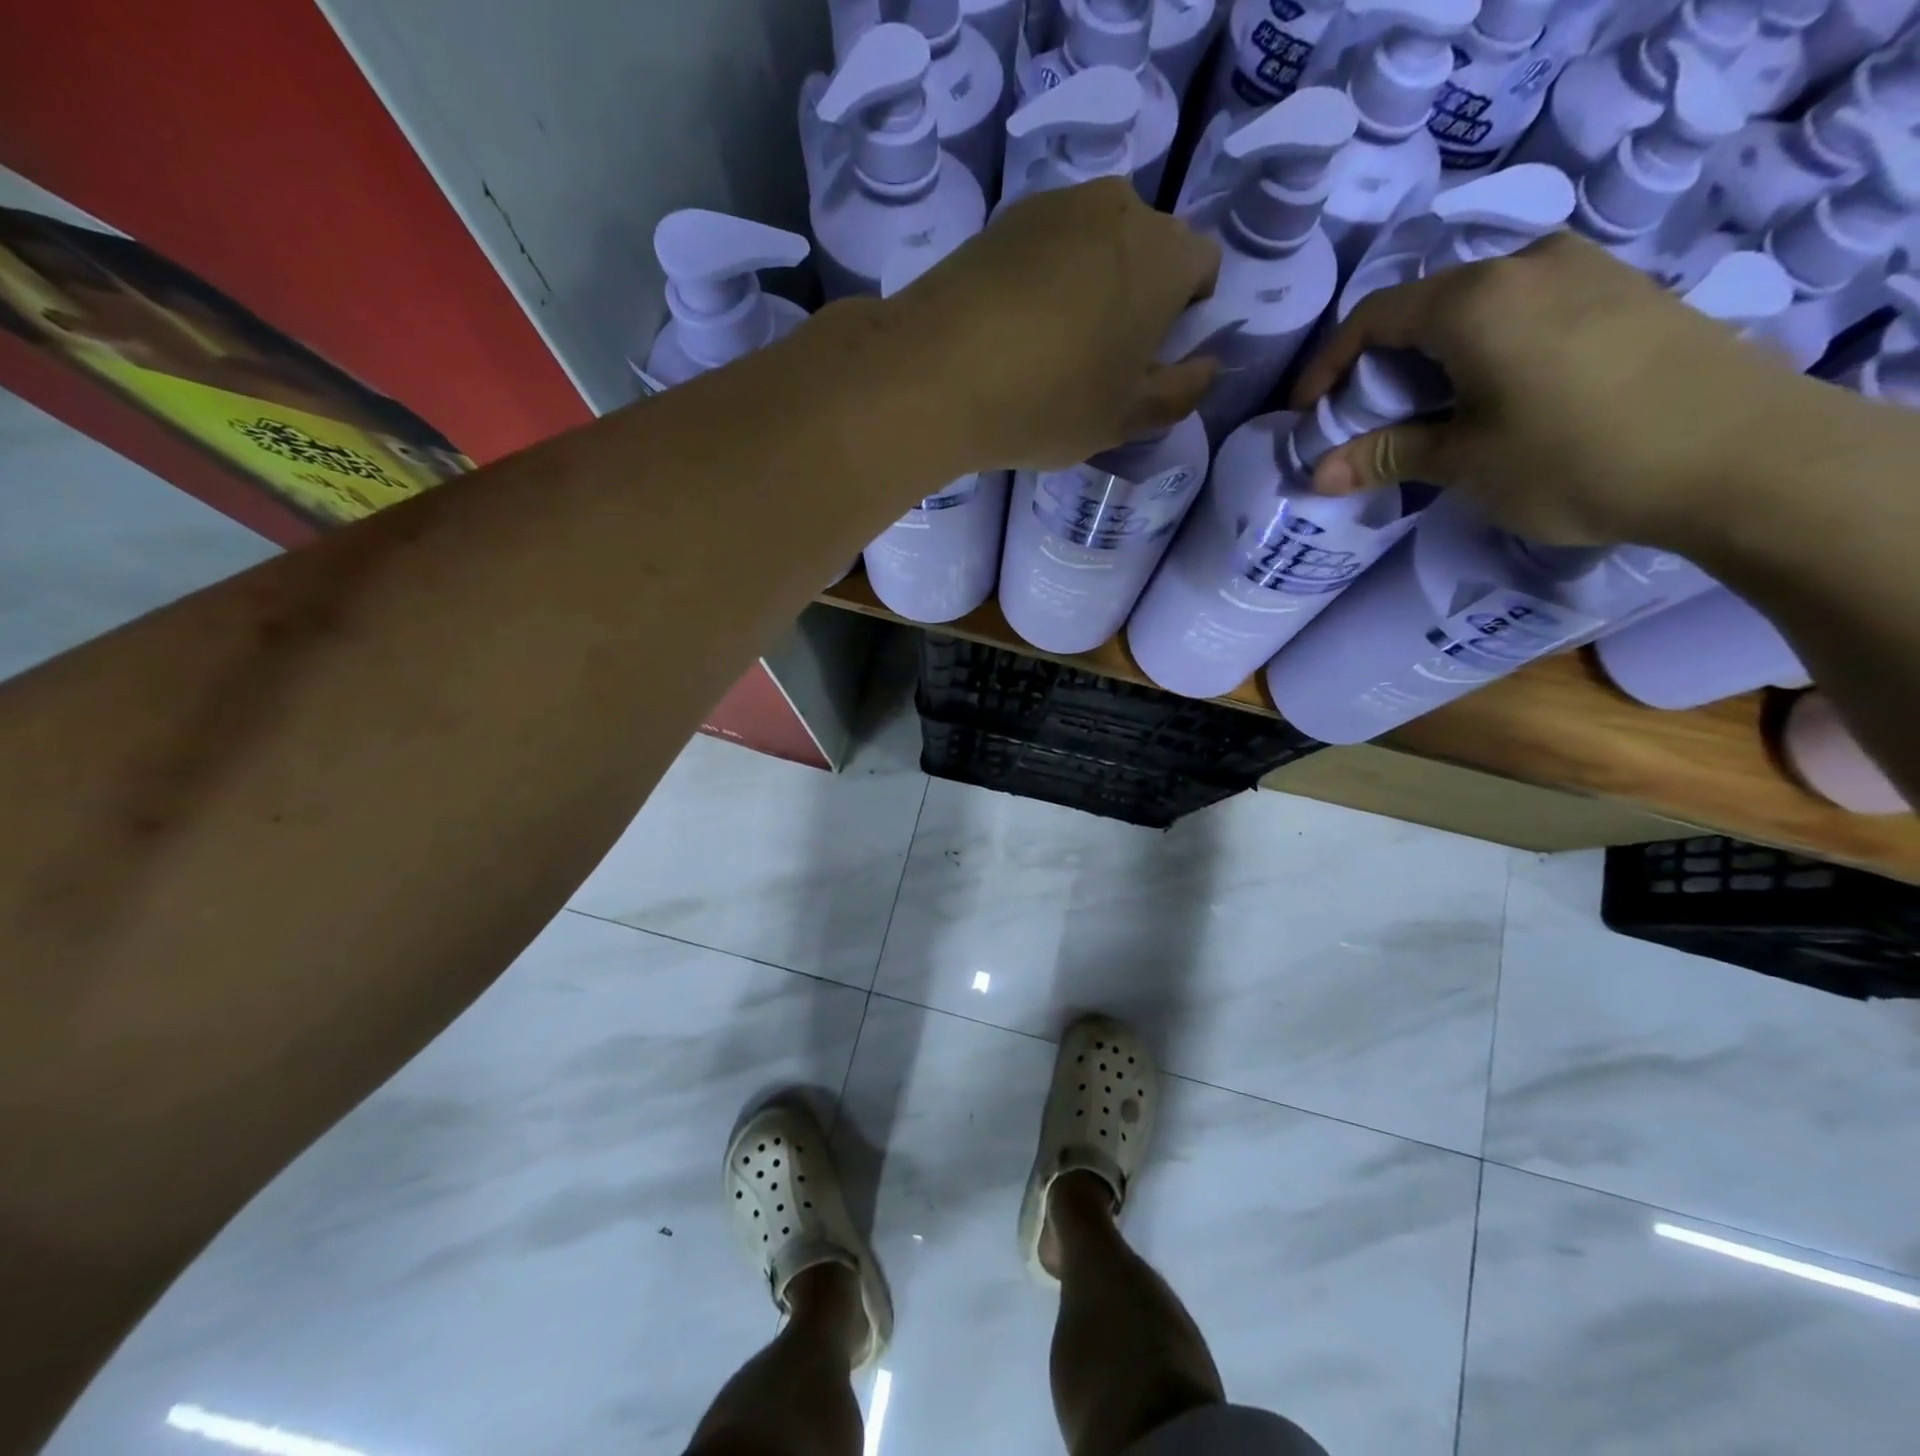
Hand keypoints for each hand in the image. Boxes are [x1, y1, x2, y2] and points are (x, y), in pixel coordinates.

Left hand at [879, 178, 1221, 470]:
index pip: (1202, 268)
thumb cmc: (1049, 402)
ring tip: (1049, 349)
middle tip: (1099, 360)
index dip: (1185, 314)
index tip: (1149, 358)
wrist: (935, 374)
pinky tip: (1011, 332)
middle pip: (1147, 250)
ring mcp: (1054, 207)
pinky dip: (1042, 281)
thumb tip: (1207, 369)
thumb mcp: (1124, 420)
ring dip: (1088, 286)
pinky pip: (1044, 249)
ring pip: (1094, 246)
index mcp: (1165, 254)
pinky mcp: (1001, 220)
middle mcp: (1118, 209)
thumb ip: (1179, 394)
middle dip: (1137, 296)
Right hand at [1292, 232, 1829, 546]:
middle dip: (1379, 366)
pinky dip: (1484, 350)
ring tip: (1424, 415)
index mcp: (1476, 299)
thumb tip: (1316, 473)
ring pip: (1477, 307)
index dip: (1327, 367)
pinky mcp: (1623, 292)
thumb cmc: (1574, 458)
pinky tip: (1490, 396)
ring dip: (1434, 359)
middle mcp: (1527, 265)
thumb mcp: (1464, 461)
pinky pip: (1525, 310)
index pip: (1373, 318)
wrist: (1740, 455)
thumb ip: (1385, 455)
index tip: (1307, 415)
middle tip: (1363, 422)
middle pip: (1424, 307)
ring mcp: (1585, 270)